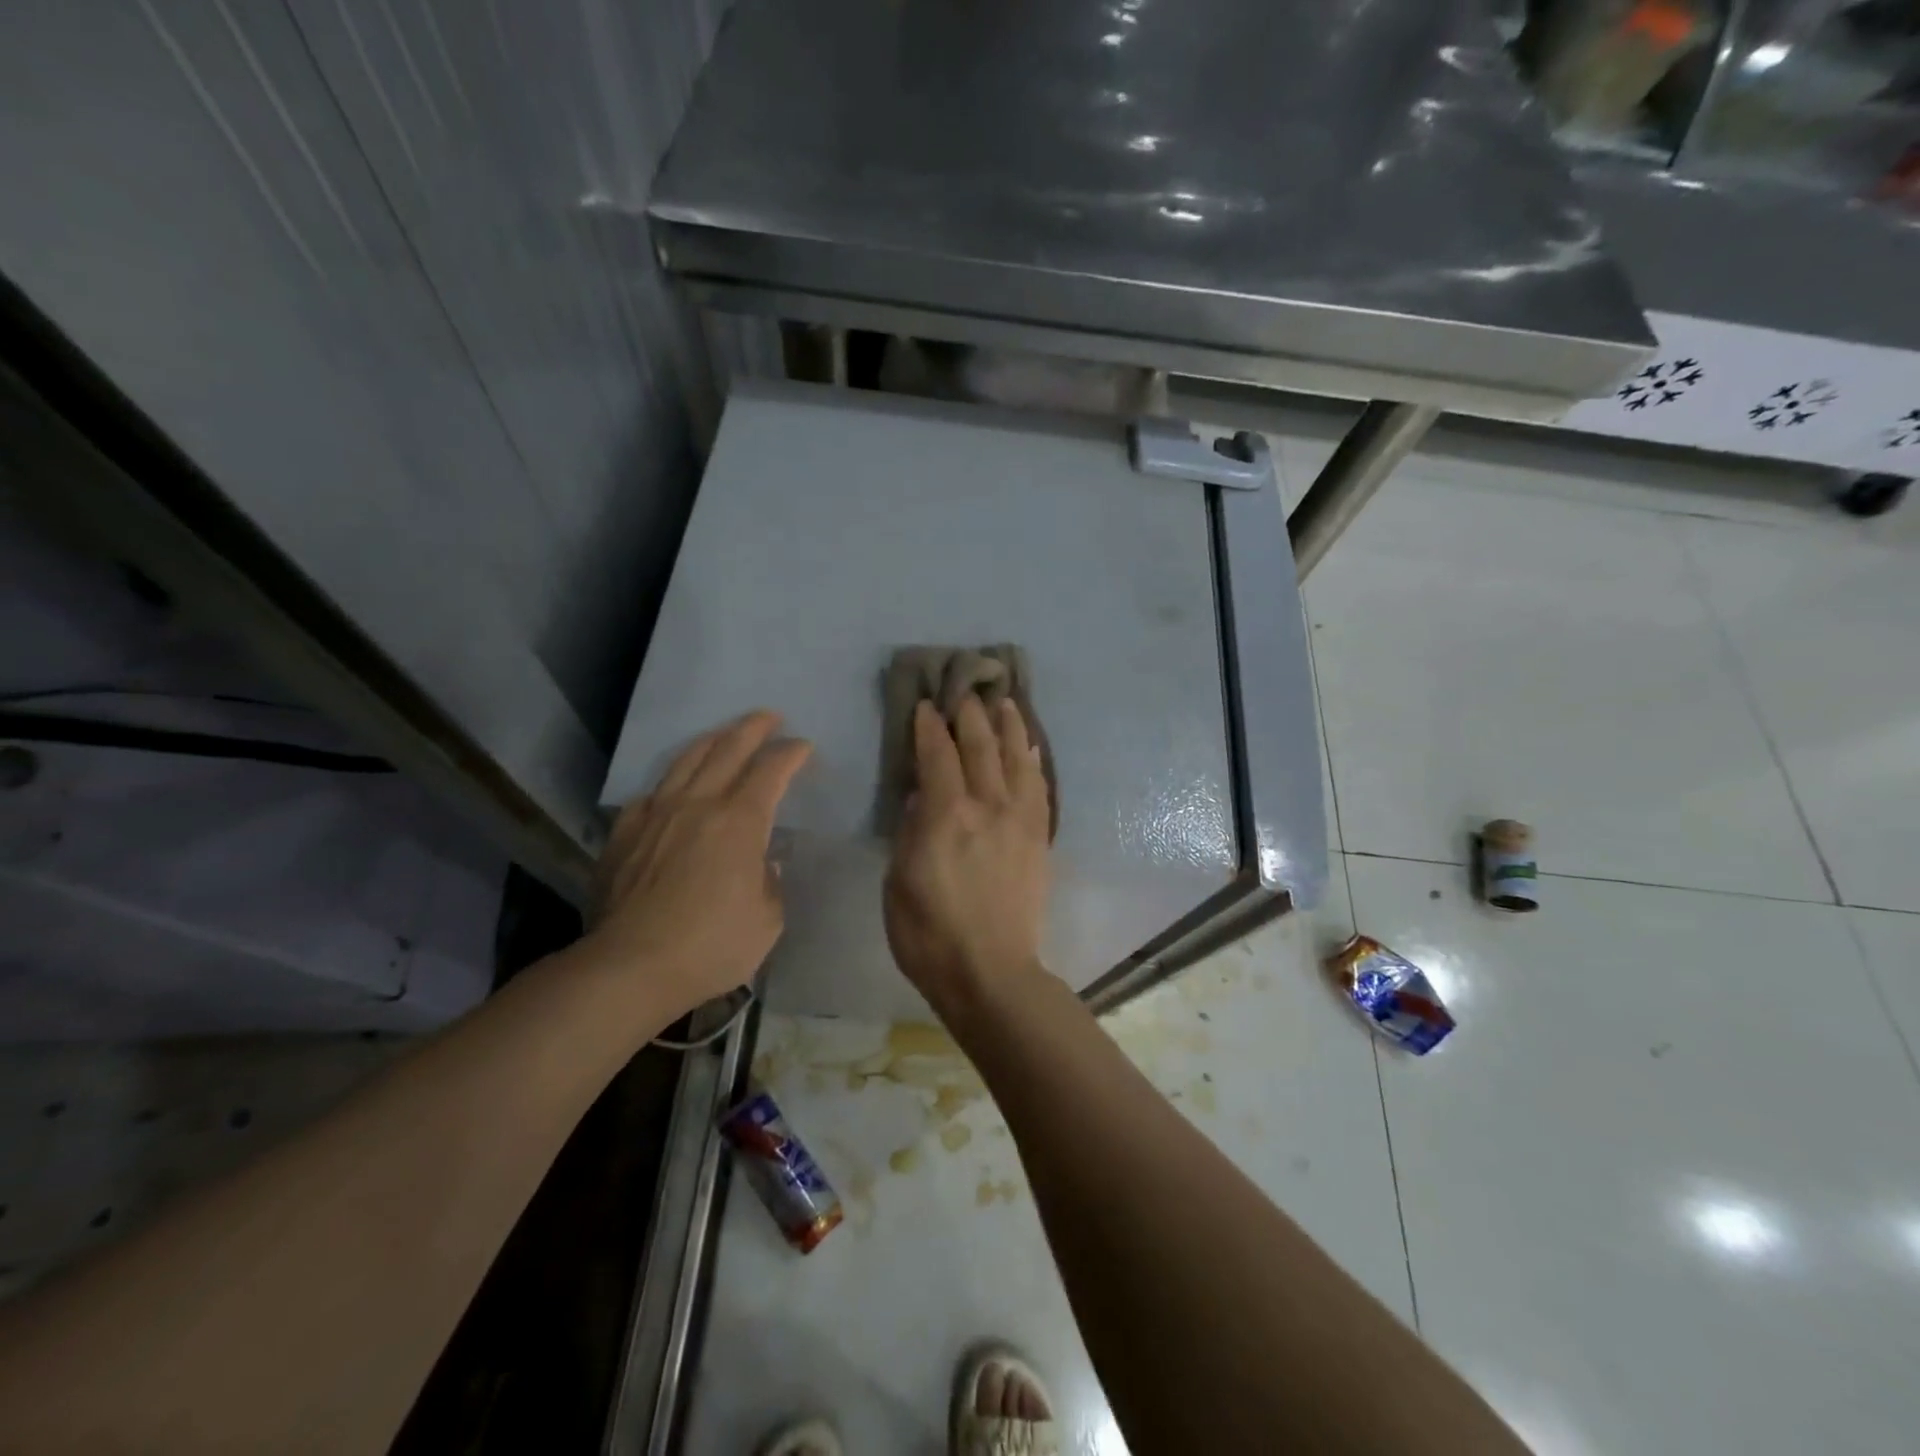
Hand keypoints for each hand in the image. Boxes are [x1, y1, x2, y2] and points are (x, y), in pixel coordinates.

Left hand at [585, 710, 811, 1020]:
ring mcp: (656, 814)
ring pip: (686, 760)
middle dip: (754, 728)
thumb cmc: (710, 946)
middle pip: (728, 749)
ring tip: (725, 733)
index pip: (771, 771)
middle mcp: (698, 805)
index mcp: (740, 822)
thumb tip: (761, 864)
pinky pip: (652, 792)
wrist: (628, 967)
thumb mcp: (767, 920)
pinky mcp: (624, 833)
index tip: (803, 747)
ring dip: (713, 740)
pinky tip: (674, 786)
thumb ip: (770, 882)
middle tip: (770, 717)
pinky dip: (672, 781)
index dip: (791, 754)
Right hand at [884, 696, 1052, 1019]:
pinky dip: (1032, 761)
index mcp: (945, 815)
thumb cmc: (928, 934)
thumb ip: (910, 830)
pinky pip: (1038, 787)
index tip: (926, 704)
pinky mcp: (1039, 837)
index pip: (937, 755)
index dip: (929, 726)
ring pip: (1015, 758)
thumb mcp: (898, 881)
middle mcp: (986, 806)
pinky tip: (1029, 747)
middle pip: (979, 746)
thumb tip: (922, 794)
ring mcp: (1019, 820)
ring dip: (1008, 726)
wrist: (990, 972)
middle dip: (970, 714)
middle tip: (965, 690)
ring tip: (1005, 701)